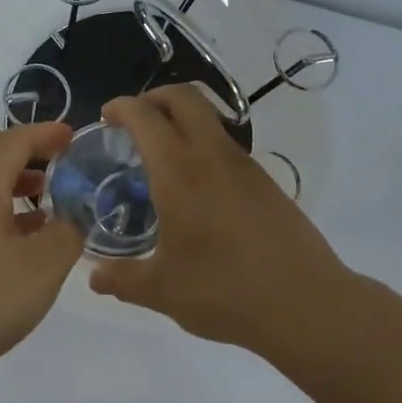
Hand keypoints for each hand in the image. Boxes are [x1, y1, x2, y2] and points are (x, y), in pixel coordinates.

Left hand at [0, 123, 83, 373]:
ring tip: (47, 200)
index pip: (16, 139)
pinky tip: (18, 238)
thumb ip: (68, 231)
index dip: (47, 134)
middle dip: (30, 154)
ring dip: (14, 183)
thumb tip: (72, 217)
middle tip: (63, 164)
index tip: (74, 136)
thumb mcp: (44, 264)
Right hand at [89, 85, 352, 350]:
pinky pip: (226, 146)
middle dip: (154, 97)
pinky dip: (202, 146)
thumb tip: (94, 276)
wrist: (307, 305)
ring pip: (210, 118)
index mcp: (178, 172)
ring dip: (181, 120)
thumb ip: (122, 279)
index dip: (121, 106)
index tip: (106, 116)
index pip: (145, 116)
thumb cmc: (225, 291)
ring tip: (161, 156)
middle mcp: (212, 156)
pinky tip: (195, 189)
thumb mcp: (162, 290)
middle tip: (133, 121)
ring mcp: (245, 166)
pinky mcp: (266, 183)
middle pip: (184, 97)